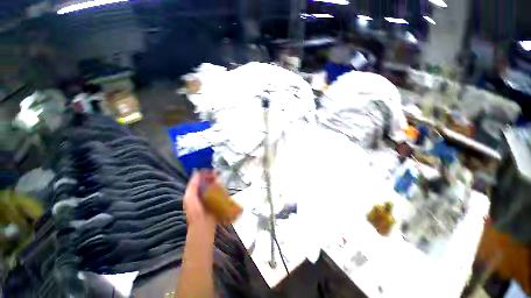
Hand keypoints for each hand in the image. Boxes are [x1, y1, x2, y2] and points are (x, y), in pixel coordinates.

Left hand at [184, 171, 216, 232]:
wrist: (203, 225)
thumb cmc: (195, 211)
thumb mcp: (190, 197)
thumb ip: (192, 185)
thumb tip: (196, 172)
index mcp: (193, 192)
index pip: (198, 179)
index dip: (203, 173)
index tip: (209, 169)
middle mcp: (200, 193)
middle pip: (206, 181)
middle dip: (211, 176)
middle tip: (216, 173)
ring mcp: (208, 197)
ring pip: (212, 185)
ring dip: (216, 180)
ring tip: (220, 177)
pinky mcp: (215, 200)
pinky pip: (217, 191)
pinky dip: (220, 187)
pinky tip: (223, 184)